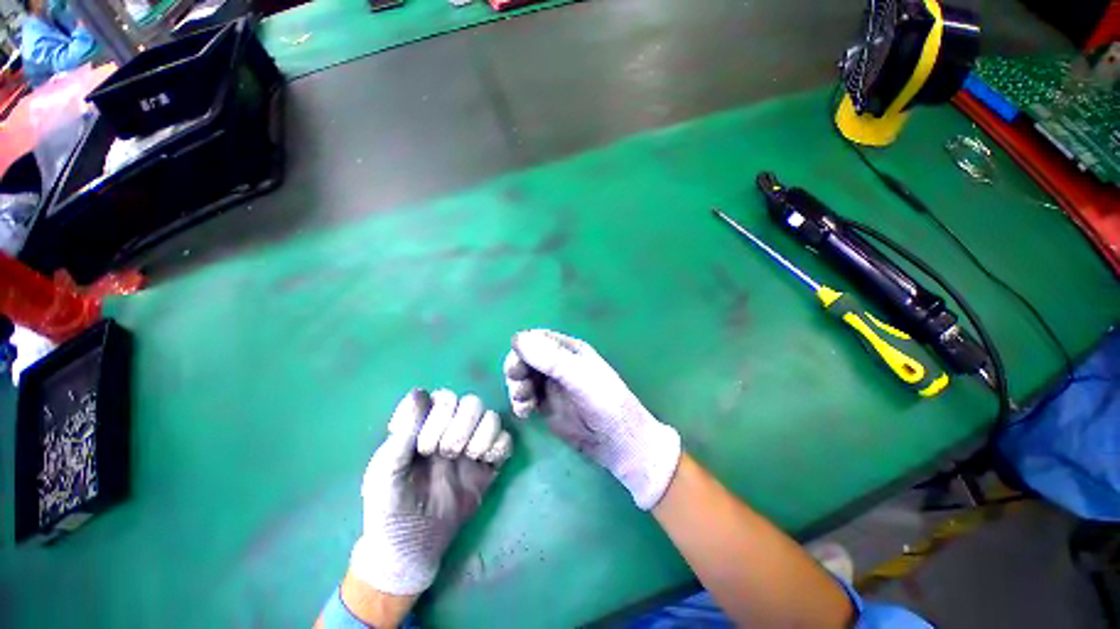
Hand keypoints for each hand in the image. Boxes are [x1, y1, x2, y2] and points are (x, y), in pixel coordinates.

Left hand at [349, 389, 512, 596]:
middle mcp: (451, 429)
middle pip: (471, 402)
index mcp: (424, 426)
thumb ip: (402, 434)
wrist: (412, 549)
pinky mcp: (490, 463)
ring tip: (467, 458)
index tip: (422, 445)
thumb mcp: (384, 473)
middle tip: (444, 453)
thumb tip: (420, 395)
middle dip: (459, 426)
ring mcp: (473, 444)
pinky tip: (486, 462)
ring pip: (491, 416)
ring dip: (481, 434)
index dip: (437, 413)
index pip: (440, 397)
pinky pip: (506, 440)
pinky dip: (499, 446)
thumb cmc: (390, 509)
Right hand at [503, 330, 680, 509]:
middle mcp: (558, 363)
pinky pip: (525, 397)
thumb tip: (518, 338)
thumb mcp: (579, 377)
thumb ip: (551, 358)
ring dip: (516, 387)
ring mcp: (551, 385)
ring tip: (523, 403)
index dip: (523, 348)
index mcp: (569, 349)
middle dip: (517, 369)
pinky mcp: (546, 405)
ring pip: (523, 377)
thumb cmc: (604, 402)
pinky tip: (525, 413)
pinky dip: (520, 402)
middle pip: (526, 357)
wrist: (616, 441)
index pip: (538, 338)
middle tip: (518, 385)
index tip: (516, 365)